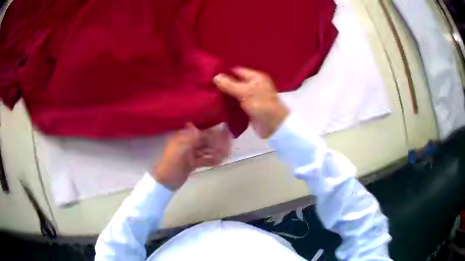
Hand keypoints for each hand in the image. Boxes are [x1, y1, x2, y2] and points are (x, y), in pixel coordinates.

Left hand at [151, 123, 230, 189]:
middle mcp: (187, 144)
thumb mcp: (181, 149)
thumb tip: (201, 128)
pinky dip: (211, 160)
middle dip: (216, 143)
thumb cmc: (172, 164)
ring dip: (215, 152)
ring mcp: (189, 155)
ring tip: (226, 155)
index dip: (213, 133)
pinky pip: (203, 160)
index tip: (225, 134)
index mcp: (183, 138)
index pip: (201, 133)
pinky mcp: (191, 164)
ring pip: (205, 151)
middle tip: (228, 146)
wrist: (165, 181)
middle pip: (204, 142)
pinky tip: (219, 162)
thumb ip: (192, 138)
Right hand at [213, 67, 288, 138]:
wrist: (273, 126)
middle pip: (235, 81)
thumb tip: (215, 76)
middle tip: (206, 83)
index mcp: (256, 77)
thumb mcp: (245, 92)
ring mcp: (250, 96)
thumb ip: (229, 84)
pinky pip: (235, 102)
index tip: (210, 72)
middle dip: (223, 83)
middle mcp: (253, 85)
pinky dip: (228, 102)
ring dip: (224, 93)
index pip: (237, 70)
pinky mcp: (248, 107)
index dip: (225, 71)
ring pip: (234, 92)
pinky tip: (216, 101)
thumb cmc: (261, 105)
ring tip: (208, 91)